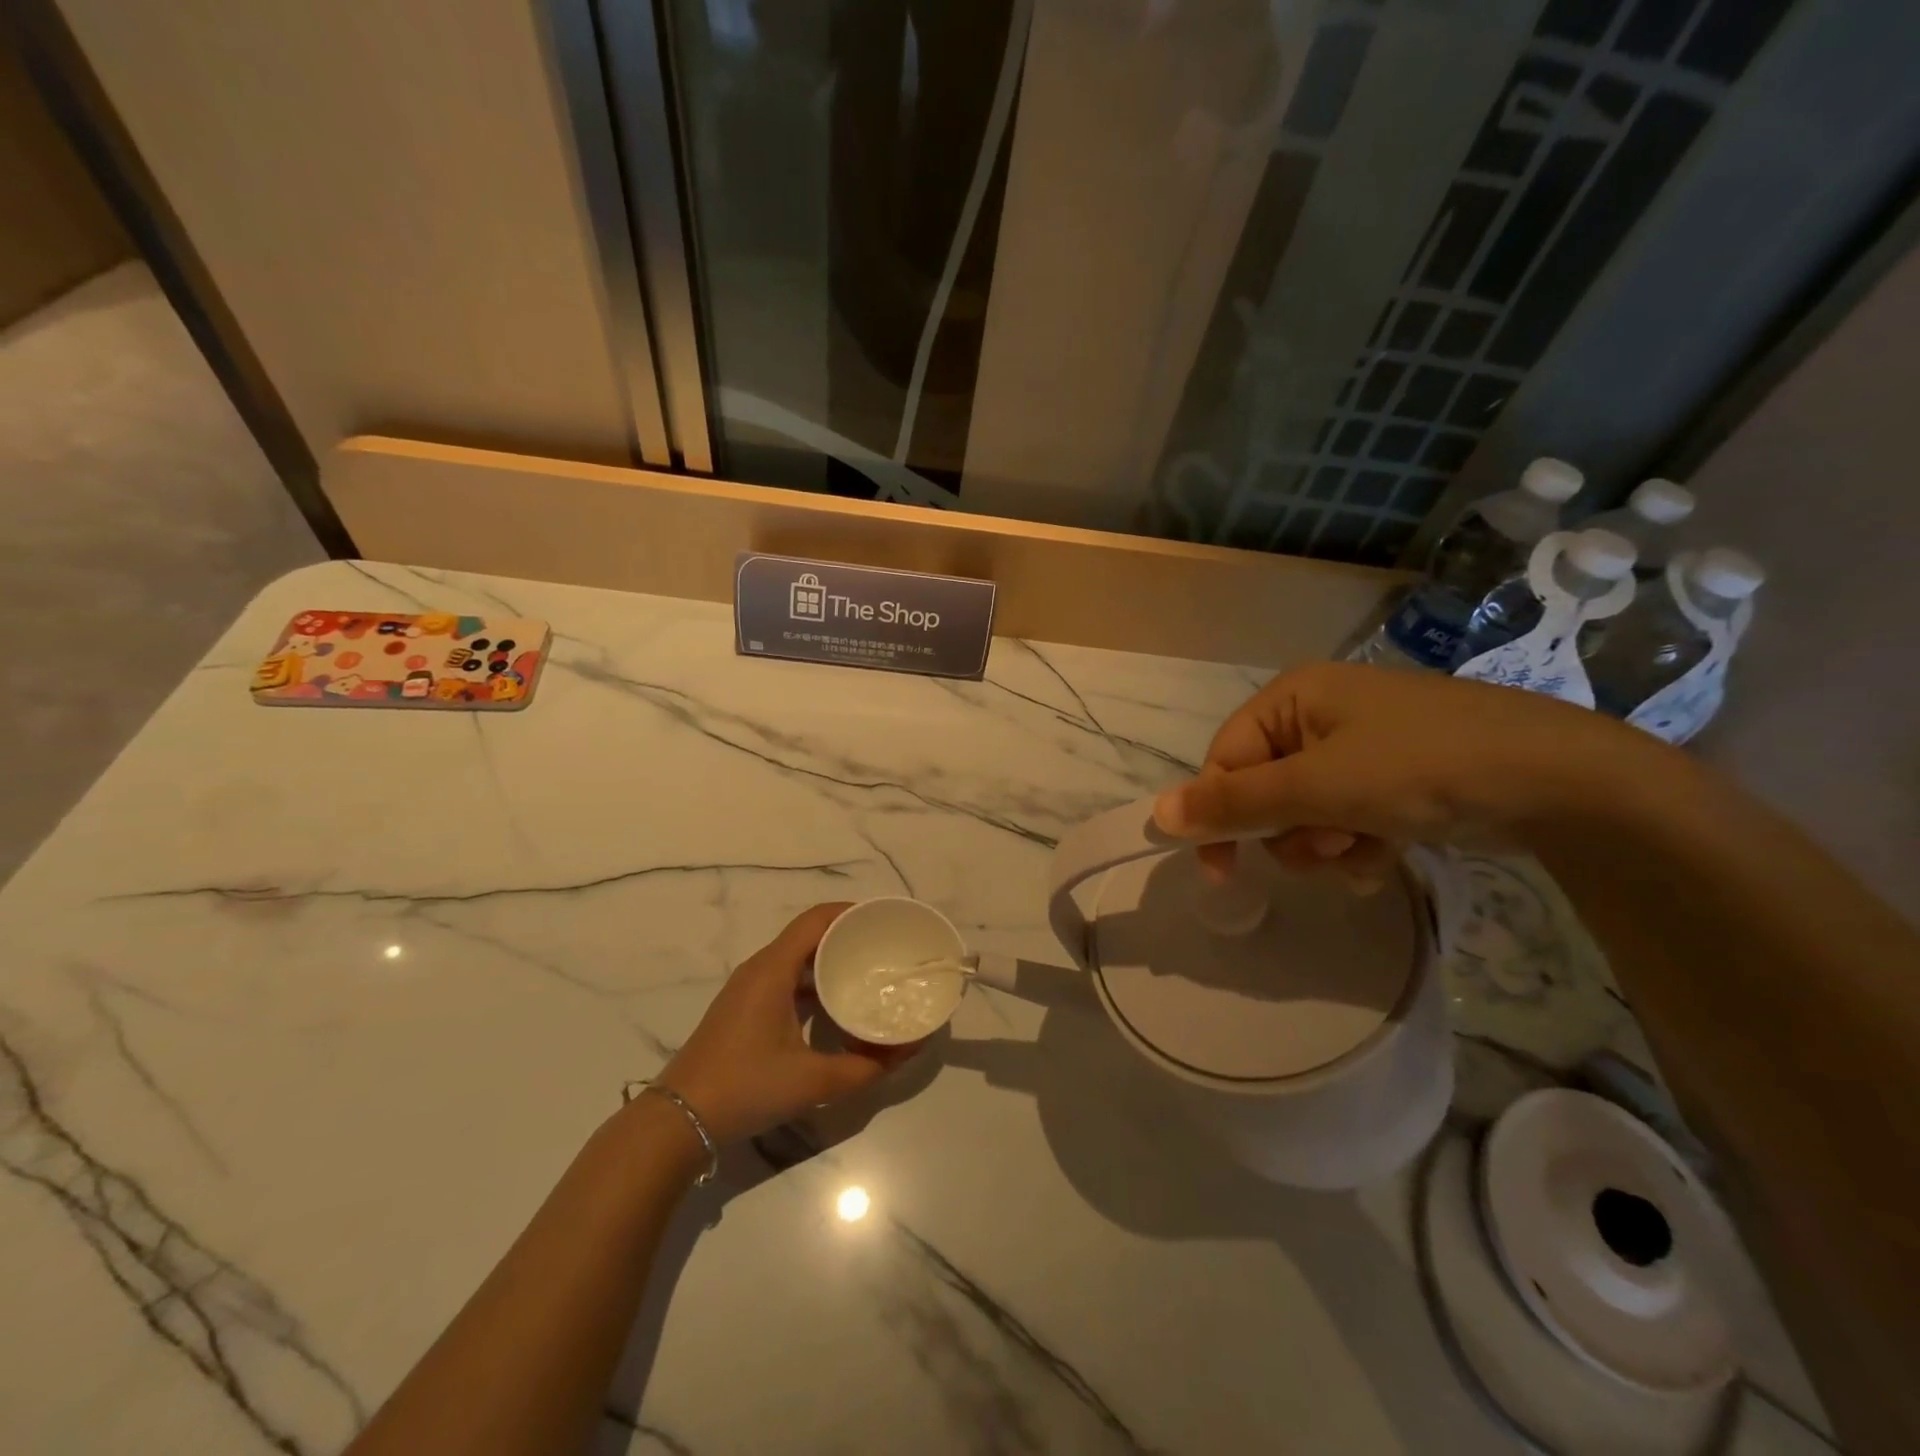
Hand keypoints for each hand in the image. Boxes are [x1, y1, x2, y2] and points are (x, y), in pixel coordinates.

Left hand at [656, 903, 910, 1143]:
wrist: (679, 1120)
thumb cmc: (746, 1088)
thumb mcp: (814, 1082)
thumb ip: (866, 1067)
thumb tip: (908, 1049)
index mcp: (773, 969)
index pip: (817, 919)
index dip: (852, 912)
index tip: (885, 920)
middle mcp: (760, 968)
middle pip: (809, 935)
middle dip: (848, 936)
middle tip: (885, 949)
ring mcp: (748, 989)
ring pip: (797, 958)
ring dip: (830, 960)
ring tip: (867, 973)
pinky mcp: (744, 1008)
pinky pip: (786, 978)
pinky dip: (813, 982)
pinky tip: (835, 1006)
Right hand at [1153, 662, 1660, 884]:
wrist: (1563, 783)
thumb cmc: (1422, 769)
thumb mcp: (1318, 787)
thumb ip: (1234, 803)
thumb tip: (1156, 814)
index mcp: (1294, 697)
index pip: (1225, 759)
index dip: (1218, 815)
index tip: (1221, 874)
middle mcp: (1321, 715)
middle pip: (1265, 789)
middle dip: (1288, 831)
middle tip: (1322, 847)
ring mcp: (1363, 746)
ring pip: (1306, 812)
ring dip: (1324, 844)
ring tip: (1363, 850)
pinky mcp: (1397, 778)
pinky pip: (1347, 819)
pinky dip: (1358, 845)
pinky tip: (1388, 853)